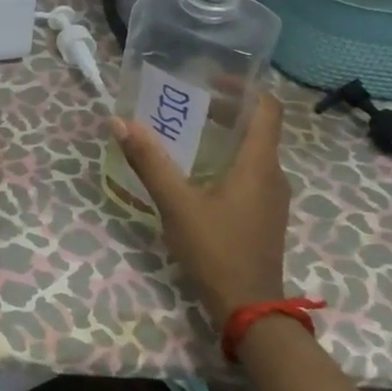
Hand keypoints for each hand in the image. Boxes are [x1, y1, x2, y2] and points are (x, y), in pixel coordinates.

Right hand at [108, 93, 289, 323]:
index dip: (242, 86)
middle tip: (186, 102)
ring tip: (186, 130)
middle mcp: (272, 174)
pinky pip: (249, 171)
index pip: (266, 107)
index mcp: (259, 163)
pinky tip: (197, 170)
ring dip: (224, 133)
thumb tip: (119, 122)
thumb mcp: (177, 204)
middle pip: (256, 126)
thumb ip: (149, 161)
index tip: (209, 79)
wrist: (250, 311)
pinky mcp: (264, 215)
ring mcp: (271, 197)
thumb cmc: (217, 250)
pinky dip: (226, 158)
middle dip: (224, 108)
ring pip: (252, 150)